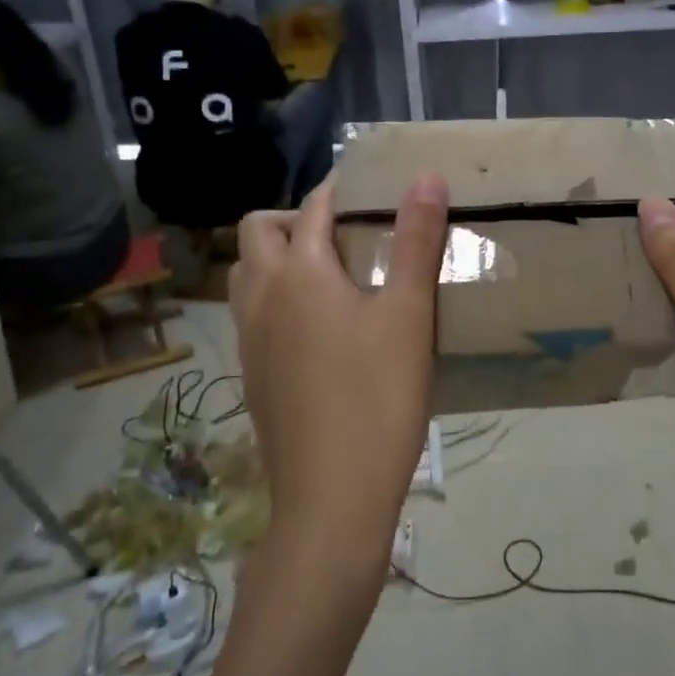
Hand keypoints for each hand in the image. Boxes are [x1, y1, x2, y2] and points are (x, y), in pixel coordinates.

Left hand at [230, 176, 448, 571]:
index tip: (373, 188)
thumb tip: (427, 177)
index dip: (340, 189)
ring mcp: (249, 339)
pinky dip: (276, 297)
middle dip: (296, 217)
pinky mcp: (252, 375)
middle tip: (347, 231)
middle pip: (258, 231)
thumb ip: (416, 241)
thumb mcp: (409, 315)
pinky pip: (252, 314)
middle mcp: (261, 297)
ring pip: (247, 274)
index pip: (313, 207)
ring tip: (331, 273)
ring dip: (278, 256)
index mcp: (299, 273)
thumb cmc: (378, 398)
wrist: (331, 499)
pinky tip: (320, 328)